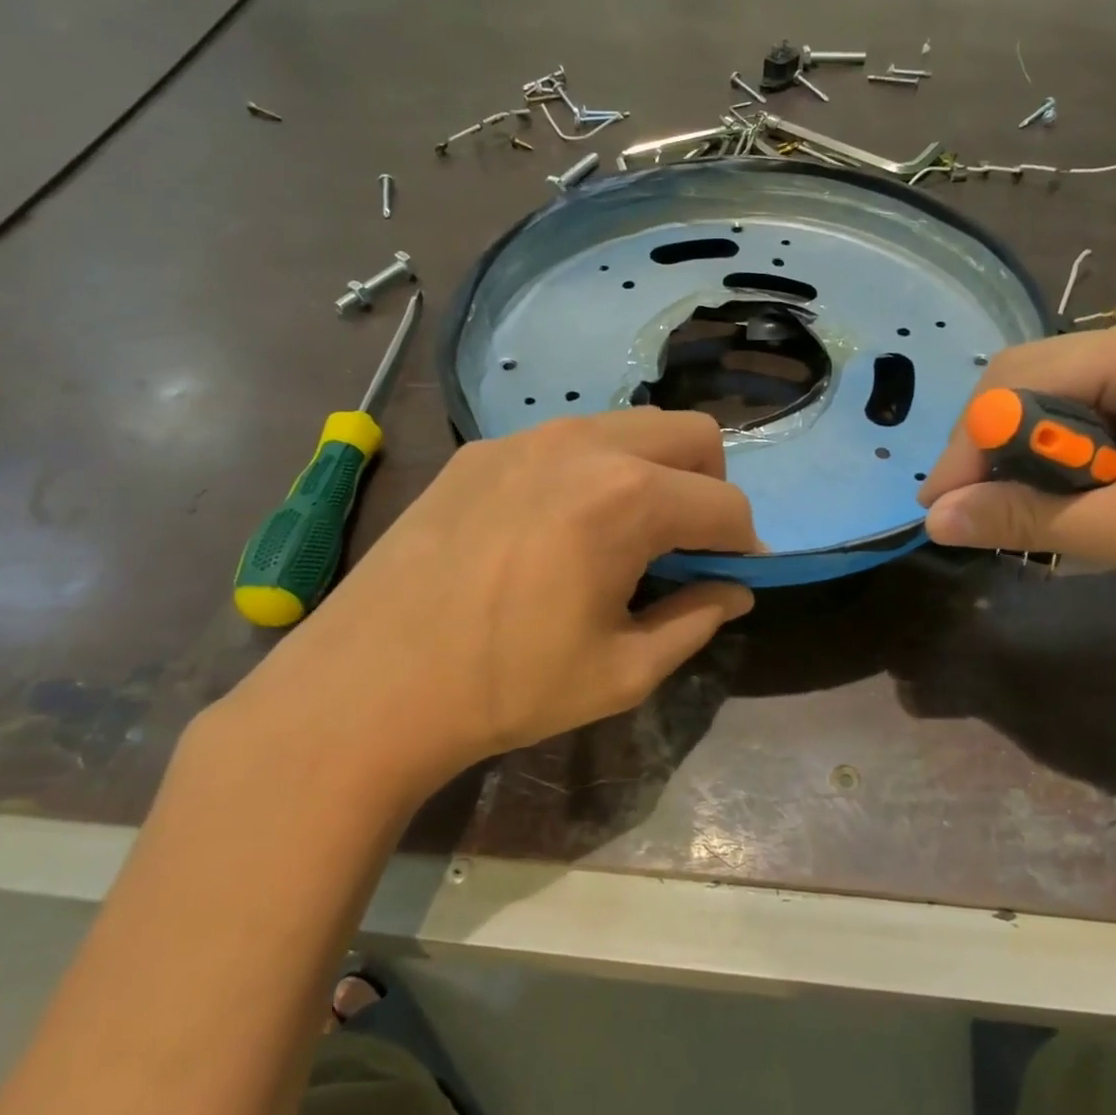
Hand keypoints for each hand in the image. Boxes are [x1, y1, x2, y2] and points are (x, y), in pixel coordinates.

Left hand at [216, 409, 757, 798]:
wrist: (370, 685)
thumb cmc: (507, 687)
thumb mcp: (622, 671)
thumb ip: (696, 621)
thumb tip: (735, 590)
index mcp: (627, 498)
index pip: (725, 505)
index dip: (745, 545)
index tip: (735, 577)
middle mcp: (583, 444)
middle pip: (692, 434)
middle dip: (710, 488)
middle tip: (685, 546)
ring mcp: (525, 437)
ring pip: (629, 427)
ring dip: (653, 472)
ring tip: (622, 536)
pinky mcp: (480, 449)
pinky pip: (566, 441)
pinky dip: (592, 472)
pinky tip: (555, 530)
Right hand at [917, 299, 1115, 644]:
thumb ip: (1023, 518)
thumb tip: (933, 519)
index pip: (1019, 380)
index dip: (968, 445)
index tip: (938, 509)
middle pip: (1035, 384)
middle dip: (998, 453)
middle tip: (973, 516)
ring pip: (1061, 407)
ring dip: (1034, 465)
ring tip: (1024, 520)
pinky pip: (1097, 423)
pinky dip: (1072, 468)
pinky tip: (1077, 507)